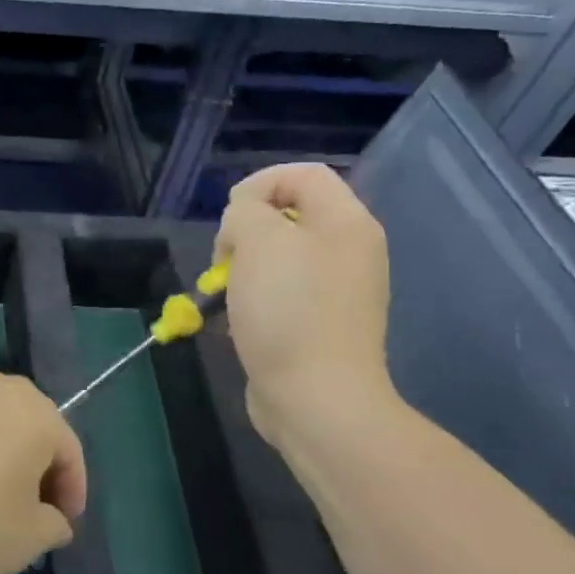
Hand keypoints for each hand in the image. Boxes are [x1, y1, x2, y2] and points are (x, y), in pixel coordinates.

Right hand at [216, 163, 395, 442]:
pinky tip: (237, 322)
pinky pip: (281, 294)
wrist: (316, 399)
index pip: (303, 174)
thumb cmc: (288, 311)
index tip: (230, 218)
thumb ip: (246, 210)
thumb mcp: (258, 240)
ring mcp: (337, 291)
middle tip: (226, 259)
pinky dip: (254, 300)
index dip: (259, 184)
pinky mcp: (319, 324)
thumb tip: (244, 220)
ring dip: (243, 269)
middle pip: (289, 216)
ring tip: (226, 294)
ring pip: (279, 257)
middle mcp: (349, 252)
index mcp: (346, 223)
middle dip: (245, 231)